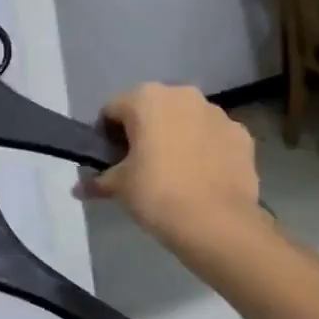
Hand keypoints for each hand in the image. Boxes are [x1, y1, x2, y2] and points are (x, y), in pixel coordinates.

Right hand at [79, 83, 260, 242]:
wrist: (217, 223)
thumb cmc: (158, 194)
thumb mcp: (120, 188)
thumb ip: (97, 181)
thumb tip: (78, 189)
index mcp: (146, 98)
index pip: (113, 110)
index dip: (106, 135)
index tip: (108, 161)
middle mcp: (183, 95)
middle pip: (153, 109)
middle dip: (144, 132)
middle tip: (139, 166)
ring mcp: (217, 113)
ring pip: (186, 120)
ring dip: (177, 137)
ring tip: (173, 173)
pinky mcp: (241, 135)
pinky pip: (213, 137)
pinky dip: (205, 150)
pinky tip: (201, 178)